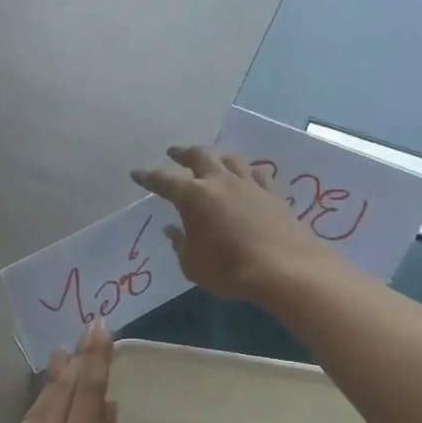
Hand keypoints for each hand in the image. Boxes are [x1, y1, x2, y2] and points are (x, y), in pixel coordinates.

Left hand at [0, 321, 119, 422]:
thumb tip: (107, 411)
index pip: (89, 388)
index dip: (97, 356)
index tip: (100, 327)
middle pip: (63, 387)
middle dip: (76, 359)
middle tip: (81, 333)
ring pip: (41, 401)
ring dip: (55, 377)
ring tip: (62, 357)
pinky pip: (27, 420)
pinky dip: (40, 402)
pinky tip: (43, 403)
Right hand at [132, 145, 337, 301]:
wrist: (283, 268)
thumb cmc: (229, 270)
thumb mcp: (193, 264)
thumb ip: (181, 244)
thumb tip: (172, 230)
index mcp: (194, 198)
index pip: (164, 182)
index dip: (149, 177)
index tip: (137, 174)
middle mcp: (220, 182)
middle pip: (200, 157)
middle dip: (183, 153)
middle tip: (174, 152)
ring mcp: (249, 185)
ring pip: (230, 158)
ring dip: (216, 155)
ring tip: (210, 158)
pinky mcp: (272, 193)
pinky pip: (256, 173)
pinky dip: (246, 170)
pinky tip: (246, 173)